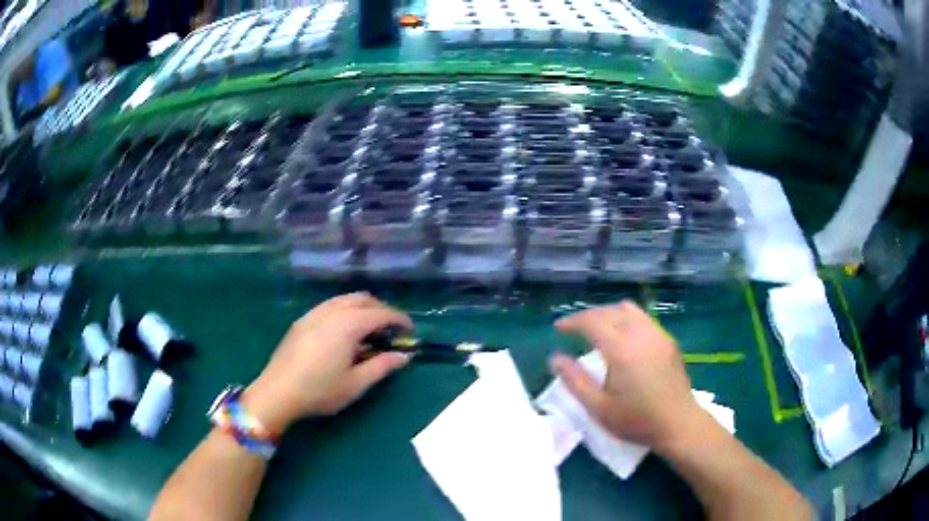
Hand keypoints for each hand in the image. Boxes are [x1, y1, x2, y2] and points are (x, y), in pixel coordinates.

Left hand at [243, 293, 412, 432]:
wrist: (278, 392)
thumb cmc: (320, 390)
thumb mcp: (356, 383)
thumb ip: (382, 366)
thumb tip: (404, 355)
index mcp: (348, 324)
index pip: (381, 313)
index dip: (399, 320)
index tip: (410, 332)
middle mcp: (331, 311)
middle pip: (363, 299)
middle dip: (381, 310)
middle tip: (390, 331)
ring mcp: (313, 313)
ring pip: (344, 299)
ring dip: (362, 309)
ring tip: (368, 331)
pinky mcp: (301, 321)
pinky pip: (329, 306)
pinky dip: (344, 311)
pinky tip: (343, 333)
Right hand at [549, 301, 707, 452]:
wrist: (678, 424)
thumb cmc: (636, 420)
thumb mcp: (599, 407)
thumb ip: (575, 381)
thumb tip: (555, 358)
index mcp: (621, 350)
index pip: (592, 321)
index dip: (572, 321)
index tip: (558, 328)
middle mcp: (640, 334)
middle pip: (609, 311)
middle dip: (588, 316)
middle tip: (574, 330)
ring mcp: (657, 335)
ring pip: (629, 310)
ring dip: (609, 314)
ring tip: (598, 330)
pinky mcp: (668, 341)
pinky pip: (643, 318)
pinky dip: (627, 320)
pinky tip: (624, 339)